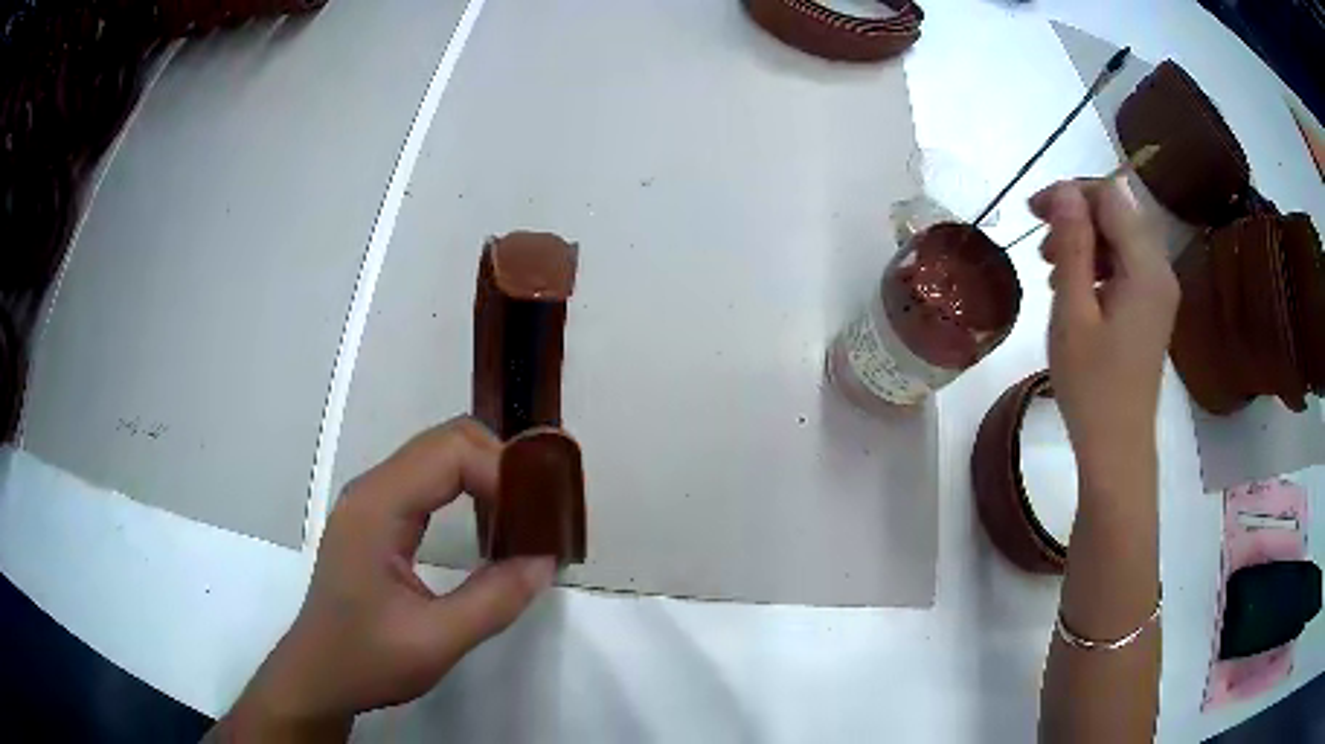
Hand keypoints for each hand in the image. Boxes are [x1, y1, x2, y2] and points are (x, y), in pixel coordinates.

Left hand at [216, 418, 556, 740]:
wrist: (318, 677)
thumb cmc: (367, 660)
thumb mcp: (437, 640)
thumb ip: (495, 598)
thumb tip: (546, 559)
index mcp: (378, 507)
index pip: (450, 452)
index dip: (502, 472)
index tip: (538, 517)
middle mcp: (372, 490)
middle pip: (445, 441)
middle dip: (499, 464)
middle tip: (538, 511)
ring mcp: (371, 502)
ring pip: (437, 457)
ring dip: (484, 474)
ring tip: (521, 516)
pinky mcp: (375, 519)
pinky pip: (427, 483)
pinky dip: (465, 490)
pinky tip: (485, 526)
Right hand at [1030, 178, 1178, 476]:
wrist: (1117, 448)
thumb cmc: (1092, 386)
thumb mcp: (1073, 312)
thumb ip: (1072, 246)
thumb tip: (1065, 190)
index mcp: (1146, 268)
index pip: (1111, 197)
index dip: (1071, 193)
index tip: (1033, 211)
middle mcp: (1161, 270)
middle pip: (1119, 213)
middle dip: (1077, 215)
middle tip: (1040, 241)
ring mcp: (1160, 291)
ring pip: (1122, 238)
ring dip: (1086, 240)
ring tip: (1052, 268)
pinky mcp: (1154, 309)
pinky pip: (1128, 266)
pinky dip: (1099, 264)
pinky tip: (1076, 288)